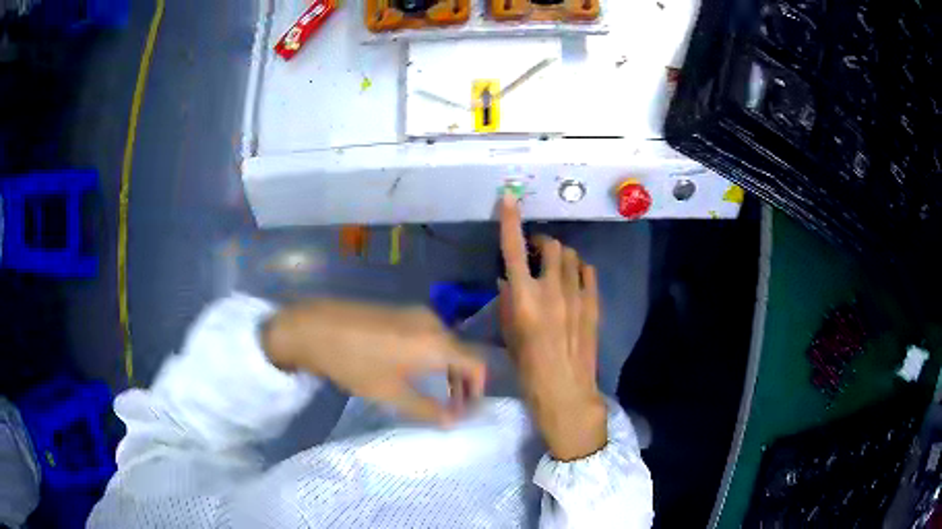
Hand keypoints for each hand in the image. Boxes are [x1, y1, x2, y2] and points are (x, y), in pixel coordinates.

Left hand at [263, 300, 485, 424]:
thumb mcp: (391, 393)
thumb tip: (453, 422)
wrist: (314, 327)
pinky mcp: (399, 310)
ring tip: (434, 392)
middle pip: (461, 353)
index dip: (477, 391)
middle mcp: (433, 322)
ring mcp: (414, 313)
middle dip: (462, 383)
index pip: (476, 365)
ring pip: (444, 343)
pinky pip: (428, 334)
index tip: (466, 411)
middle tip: (451, 407)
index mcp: (437, 343)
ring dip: (446, 369)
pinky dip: (431, 355)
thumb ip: (427, 409)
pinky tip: (413, 369)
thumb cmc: (355, 363)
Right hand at [498, 195, 607, 460]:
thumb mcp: (509, 334)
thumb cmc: (528, 367)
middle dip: (543, 243)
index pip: (514, 249)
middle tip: (536, 254)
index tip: (509, 198)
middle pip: (552, 245)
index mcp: (524, 298)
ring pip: (572, 256)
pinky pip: (587, 272)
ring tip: (555, 268)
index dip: (510, 220)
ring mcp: (577, 295)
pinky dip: (578, 269)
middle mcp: (551, 289)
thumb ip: (508, 301)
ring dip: (561, 255)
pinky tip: (573, 281)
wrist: (565, 389)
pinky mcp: (593, 303)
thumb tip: (508, 280)